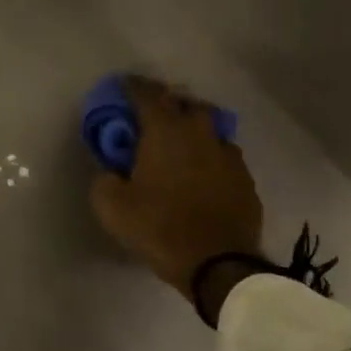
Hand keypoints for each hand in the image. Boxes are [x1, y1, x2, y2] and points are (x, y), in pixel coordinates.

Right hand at [89, 75, 262, 318]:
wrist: (219, 264)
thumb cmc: (159, 228)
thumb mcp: (112, 207)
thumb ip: (105, 180)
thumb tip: (111, 172)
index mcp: (166, 132)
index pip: (147, 95)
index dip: (132, 87)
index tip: (122, 86)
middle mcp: (200, 134)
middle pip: (186, 104)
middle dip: (169, 104)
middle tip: (152, 118)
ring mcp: (228, 155)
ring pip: (210, 129)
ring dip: (193, 130)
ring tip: (179, 146)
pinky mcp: (245, 179)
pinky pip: (224, 156)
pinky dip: (209, 157)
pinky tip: (201, 174)